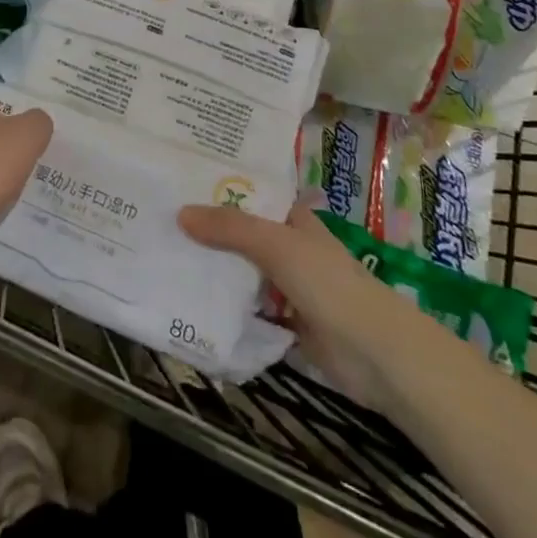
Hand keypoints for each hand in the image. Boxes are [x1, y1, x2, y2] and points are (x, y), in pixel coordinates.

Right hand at [179, 201, 412, 405]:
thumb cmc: (328, 283)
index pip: (250, 193)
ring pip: (243, 271)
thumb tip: (180, 213)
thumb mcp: (275, 245)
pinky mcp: (287, 322)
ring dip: (215, 270)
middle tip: (160, 223)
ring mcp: (288, 284)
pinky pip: (250, 309)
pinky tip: (192, 304)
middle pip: (242, 233)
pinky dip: (227, 308)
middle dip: (208, 231)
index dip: (218, 188)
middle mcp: (289, 245)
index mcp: (291, 217)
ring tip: (167, 259)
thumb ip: (229, 228)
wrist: (376, 353)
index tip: (177, 184)